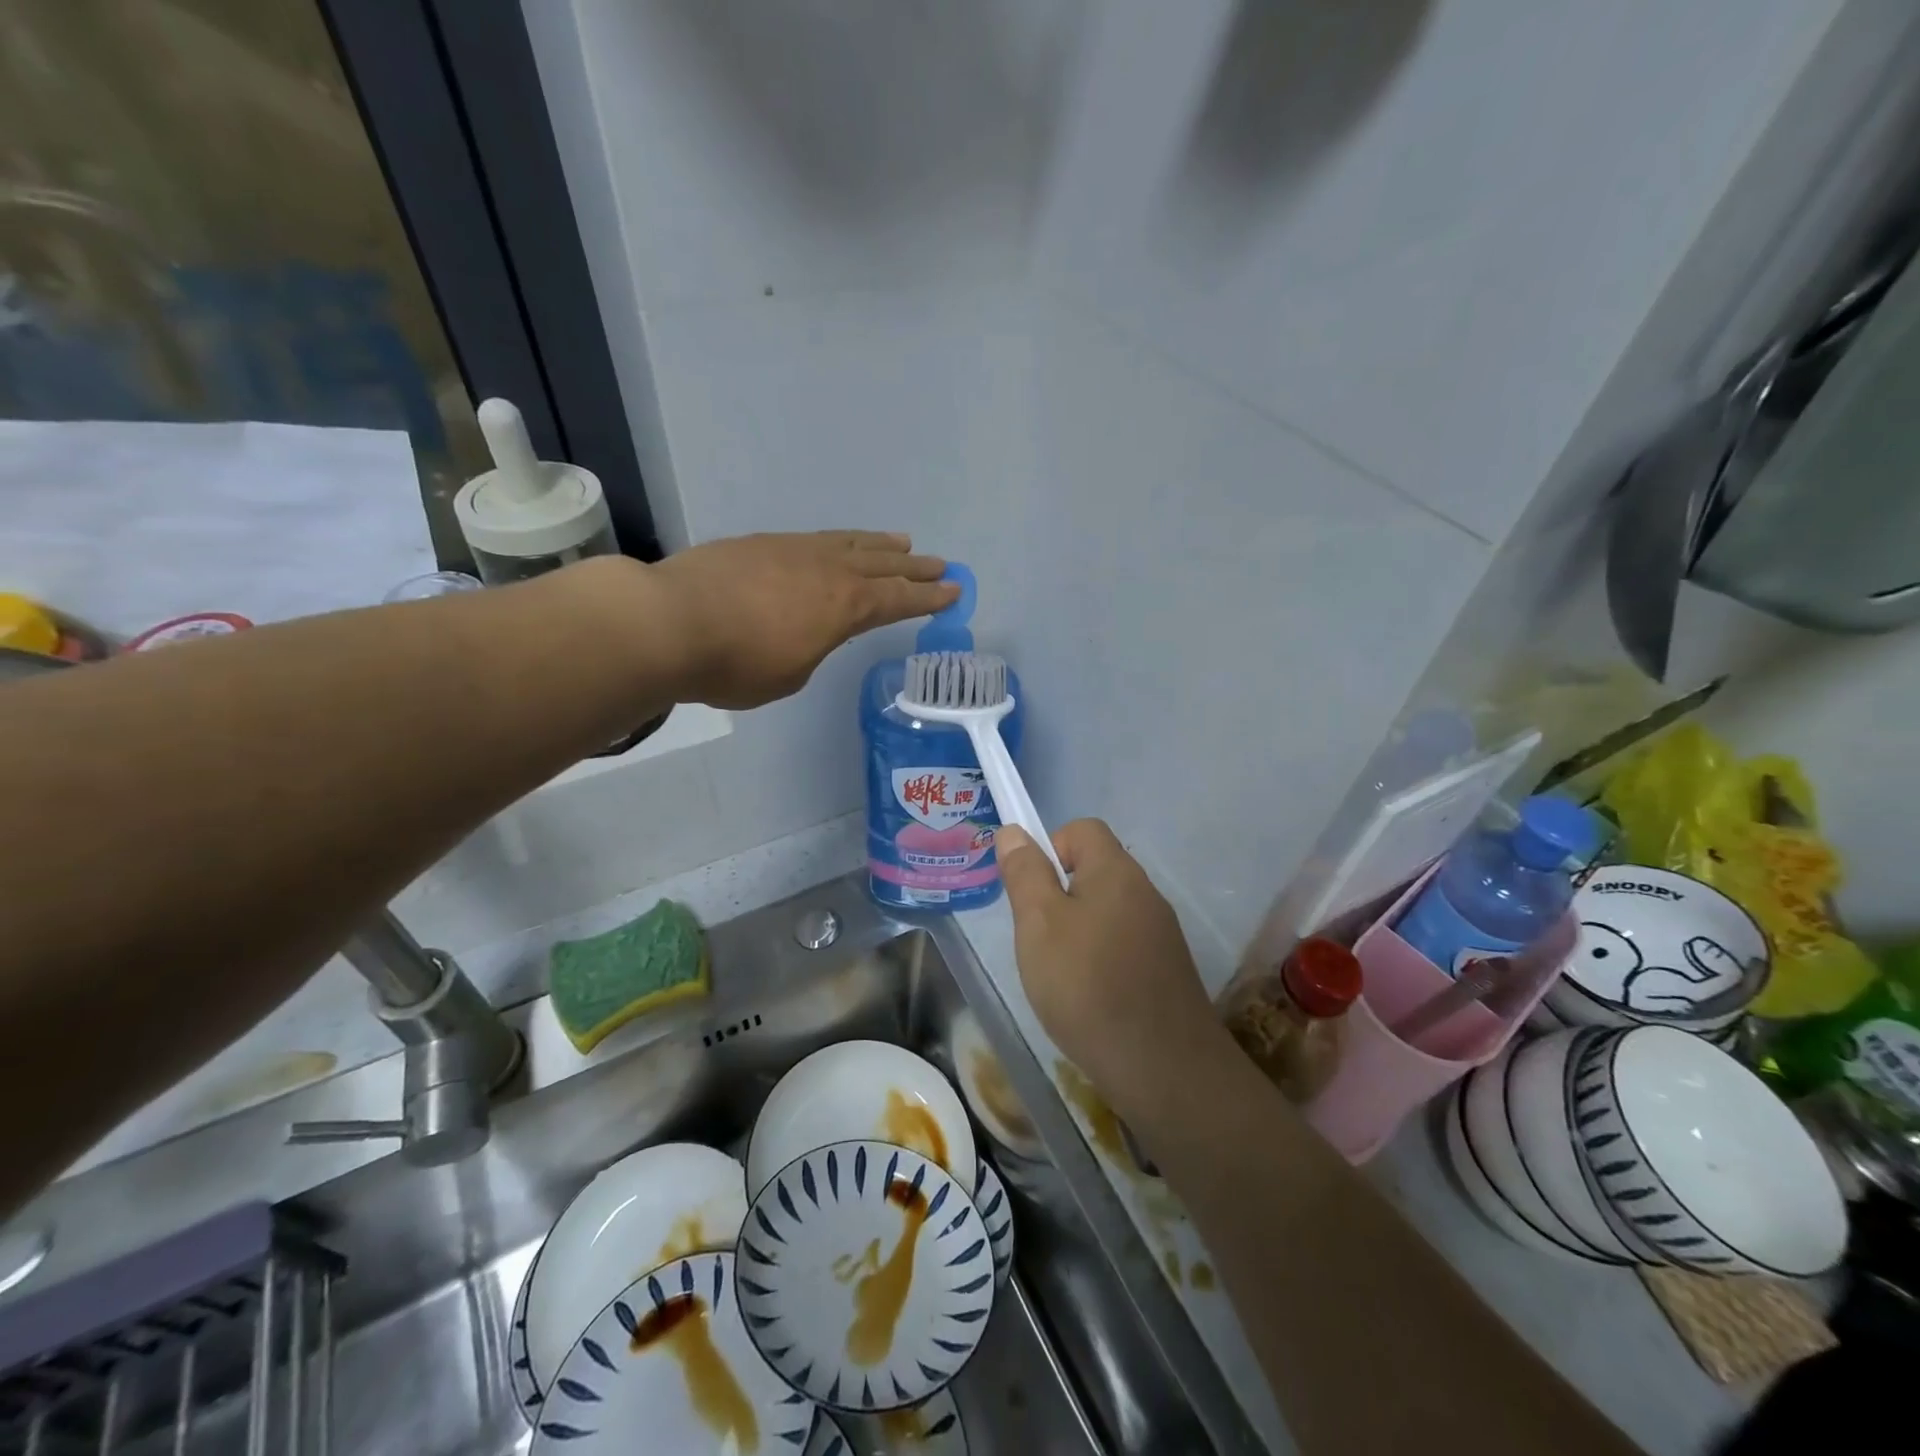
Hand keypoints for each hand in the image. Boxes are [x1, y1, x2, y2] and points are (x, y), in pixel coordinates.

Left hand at [646, 531, 957, 707]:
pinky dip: (839, 541)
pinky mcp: (761, 544)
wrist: (671, 622)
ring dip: (880, 545)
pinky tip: (837, 545)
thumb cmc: (737, 664)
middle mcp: (828, 570)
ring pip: (850, 543)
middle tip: (942, 564)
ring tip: (901, 542)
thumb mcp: (790, 675)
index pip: (898, 600)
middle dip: (914, 567)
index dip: (928, 598)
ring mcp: (793, 550)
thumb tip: (805, 633)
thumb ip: (810, 650)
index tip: (954, 591)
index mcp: (845, 606)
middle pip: (883, 565)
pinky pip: (816, 538)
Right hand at [996, 819, 1222, 1114]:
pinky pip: (1123, 944)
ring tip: (1060, 974)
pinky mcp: (1167, 969)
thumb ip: (1025, 873)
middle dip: (1058, 895)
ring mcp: (1161, 933)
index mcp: (1116, 871)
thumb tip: (1014, 831)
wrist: (1164, 1068)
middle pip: (1094, 870)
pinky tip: (1089, 999)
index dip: (1049, 848)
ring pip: (1107, 910)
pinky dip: (1100, 959)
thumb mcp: (1039, 924)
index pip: (1082, 829)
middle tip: (1038, 938)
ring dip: (1077, 930)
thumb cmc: (1088, 985)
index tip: (1031, 893)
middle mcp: (1145, 892)